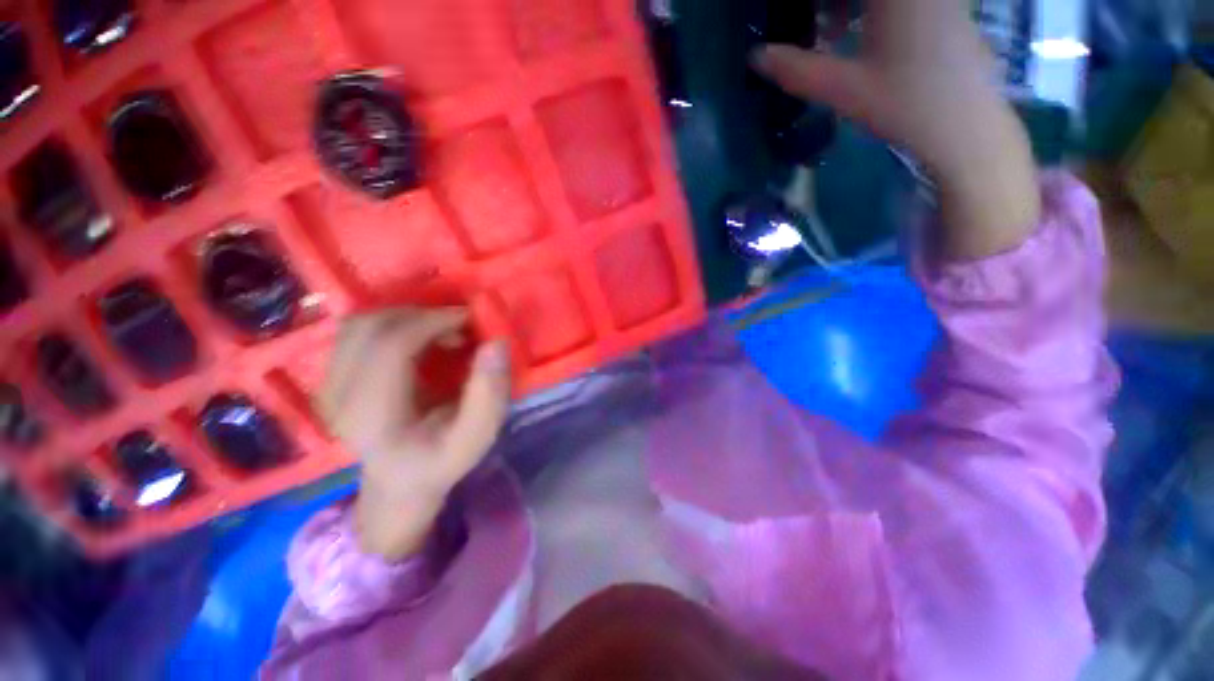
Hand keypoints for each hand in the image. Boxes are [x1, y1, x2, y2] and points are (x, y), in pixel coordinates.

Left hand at [315, 309, 511, 560]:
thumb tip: (495, 343)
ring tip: (440, 332)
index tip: (470, 319)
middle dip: (421, 315)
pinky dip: (393, 324)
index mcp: (372, 418)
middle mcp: (336, 398)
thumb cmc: (441, 459)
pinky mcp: (329, 377)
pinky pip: (356, 331)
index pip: (391, 347)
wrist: (399, 481)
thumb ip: (490, 393)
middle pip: (369, 328)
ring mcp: (326, 386)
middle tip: (458, 326)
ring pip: (359, 324)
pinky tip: (419, 339)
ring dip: (407, 317)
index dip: (432, 322)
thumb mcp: (477, 436)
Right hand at [753, 0, 1040, 259]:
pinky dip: (866, 9)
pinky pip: (896, 0)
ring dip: (844, 5)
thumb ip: (797, 70)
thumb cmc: (906, 106)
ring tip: (826, 33)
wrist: (968, 128)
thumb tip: (756, 57)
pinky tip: (851, 33)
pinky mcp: (942, 5)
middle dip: (828, 4)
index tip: (792, 16)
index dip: (813, 2)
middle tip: (806, 25)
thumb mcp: (844, 90)